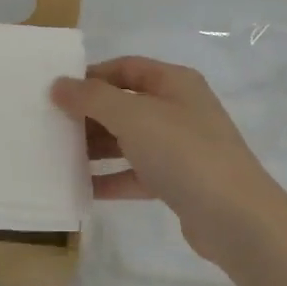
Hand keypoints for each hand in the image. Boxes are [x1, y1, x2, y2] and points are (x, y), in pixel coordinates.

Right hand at [51, 56, 286, 263]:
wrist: (235, 217)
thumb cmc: (183, 153)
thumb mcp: (133, 116)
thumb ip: (92, 98)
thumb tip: (58, 85)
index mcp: (174, 83)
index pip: (125, 68)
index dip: (91, 76)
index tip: (57, 92)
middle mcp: (179, 110)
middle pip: (125, 104)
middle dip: (89, 114)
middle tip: (51, 126)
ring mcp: (180, 148)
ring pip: (129, 140)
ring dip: (96, 148)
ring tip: (58, 156)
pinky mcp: (178, 182)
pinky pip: (136, 174)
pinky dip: (111, 178)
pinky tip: (82, 188)